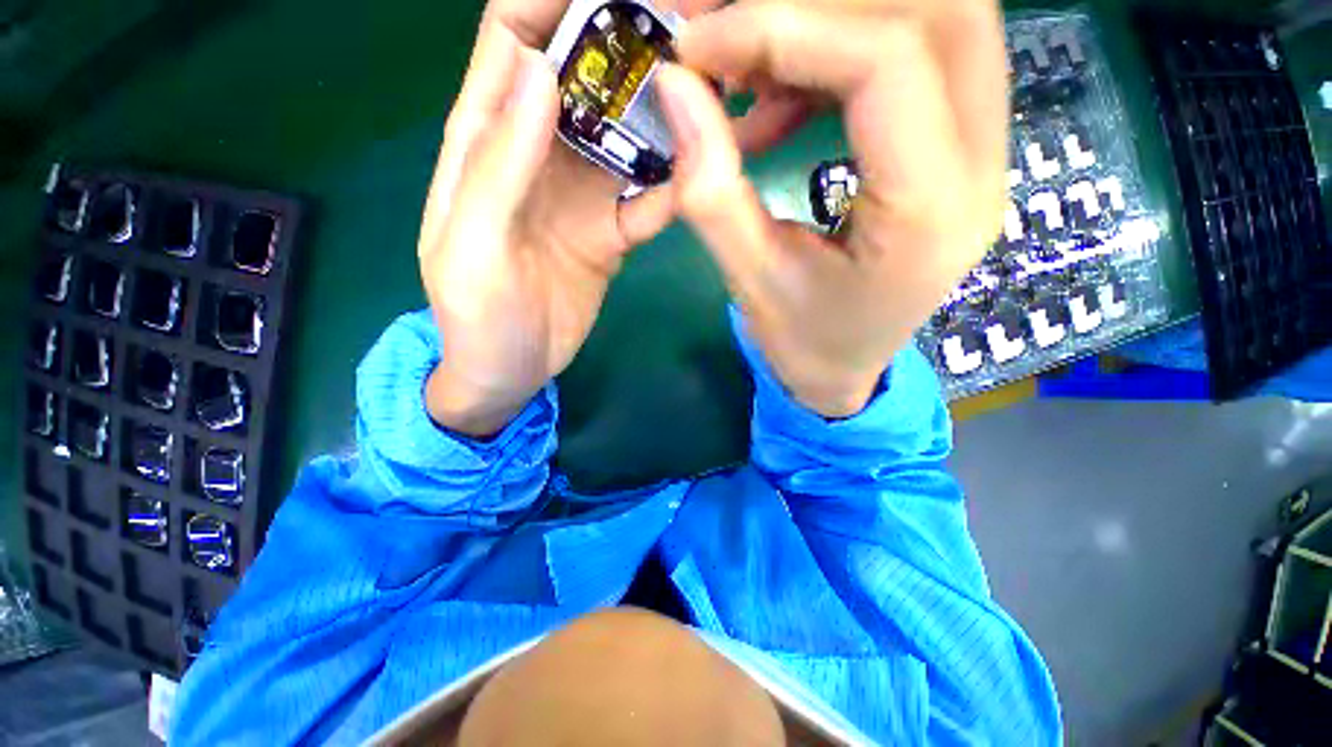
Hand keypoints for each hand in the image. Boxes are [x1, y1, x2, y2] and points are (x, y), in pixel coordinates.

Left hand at [420, 0, 715, 436]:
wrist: (509, 373)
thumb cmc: (476, 318)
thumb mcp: (473, 247)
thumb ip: (498, 164)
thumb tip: (537, 70)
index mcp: (486, 143)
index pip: (512, 42)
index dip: (553, 2)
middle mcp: (539, 155)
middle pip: (584, 79)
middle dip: (628, 50)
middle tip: (687, 40)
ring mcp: (581, 195)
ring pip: (625, 136)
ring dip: (661, 115)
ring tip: (709, 98)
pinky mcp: (611, 232)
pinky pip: (646, 200)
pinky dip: (672, 187)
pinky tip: (700, 179)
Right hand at [656, 0, 1008, 416]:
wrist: (844, 370)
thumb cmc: (802, 343)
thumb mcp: (750, 281)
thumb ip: (711, 191)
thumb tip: (676, 87)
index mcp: (931, 216)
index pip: (888, 64)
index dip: (786, 29)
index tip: (700, 47)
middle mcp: (983, 168)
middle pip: (939, 11)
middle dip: (822, 5)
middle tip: (733, 37)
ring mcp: (981, 152)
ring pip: (935, 20)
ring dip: (834, 21)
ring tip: (750, 65)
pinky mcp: (954, 148)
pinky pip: (912, 58)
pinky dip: (835, 54)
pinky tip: (777, 97)